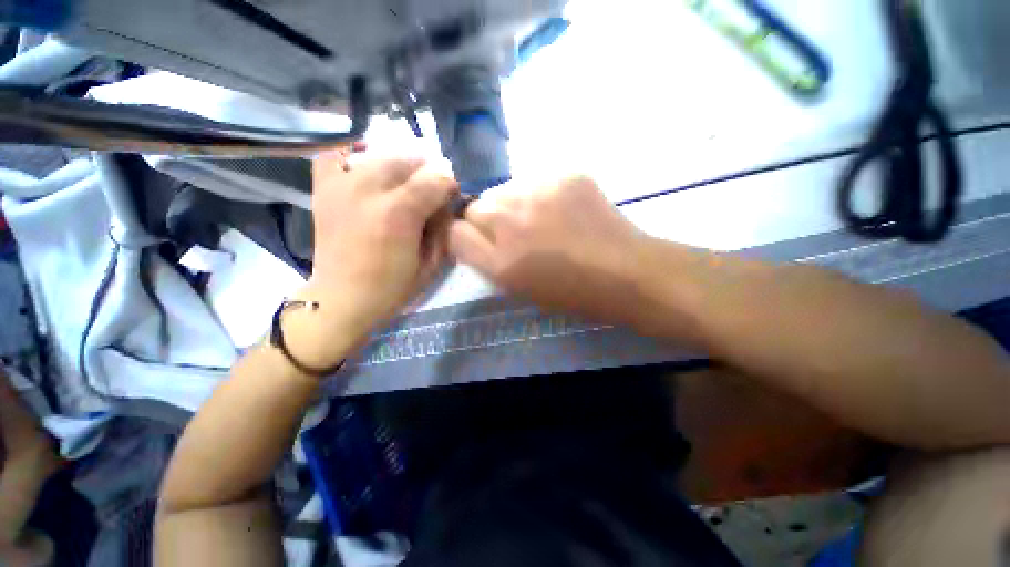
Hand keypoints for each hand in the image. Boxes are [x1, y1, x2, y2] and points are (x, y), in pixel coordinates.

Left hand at [297, 152, 457, 361]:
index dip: (449, 184)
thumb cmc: (393, 287)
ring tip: (404, 183)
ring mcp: (341, 187)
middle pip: (407, 161)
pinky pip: (334, 157)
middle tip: (431, 190)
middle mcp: (368, 190)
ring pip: (378, 156)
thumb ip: (443, 228)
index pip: (435, 179)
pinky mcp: (323, 190)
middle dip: (426, 172)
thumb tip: (446, 204)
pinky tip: (364, 168)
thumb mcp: (432, 264)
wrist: (342, 298)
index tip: (452, 195)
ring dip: (399, 166)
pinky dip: (352, 156)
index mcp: (399, 213)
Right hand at [448, 176, 648, 325]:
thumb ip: (487, 261)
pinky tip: (562, 209)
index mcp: (500, 262)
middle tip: (515, 233)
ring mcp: (539, 192)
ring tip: (541, 220)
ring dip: (513, 204)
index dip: (466, 238)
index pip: (455, 233)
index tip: (482, 242)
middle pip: (475, 207)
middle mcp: (511, 222)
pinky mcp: (564, 174)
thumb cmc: (570, 292)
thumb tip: (472, 236)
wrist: (624, 272)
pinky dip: (541, 194)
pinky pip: (535, 180)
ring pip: (504, 189)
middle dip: (488, 220)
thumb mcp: (518, 288)